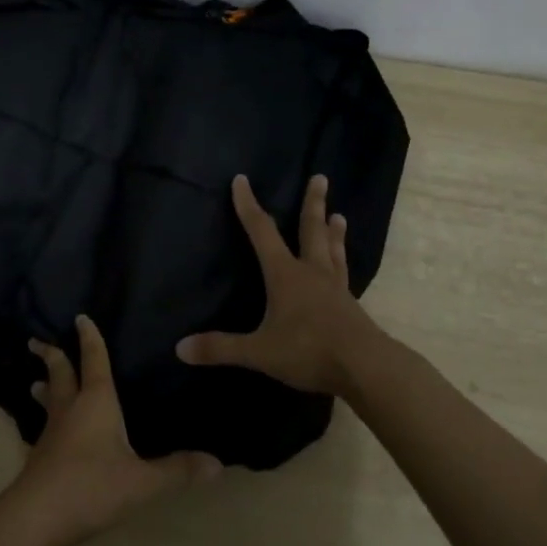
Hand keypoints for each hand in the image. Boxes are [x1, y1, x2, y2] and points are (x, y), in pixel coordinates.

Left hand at [4, 314, 220, 545]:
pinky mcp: (40, 458)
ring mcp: (51, 433)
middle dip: (51, 356)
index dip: (90, 338)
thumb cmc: (91, 486)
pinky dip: (47, 421)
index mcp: (95, 402)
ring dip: (44, 388)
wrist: (37, 517)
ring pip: (48, 401)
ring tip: (36, 383)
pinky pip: (45, 428)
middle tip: (35, 342)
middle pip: (59, 374)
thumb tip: (218, 463)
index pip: (94, 360)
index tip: (80, 317)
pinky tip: (48, 434)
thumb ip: (177, 471)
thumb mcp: (141, 481)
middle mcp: (70, 409)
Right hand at [176, 173, 376, 395]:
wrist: (366, 368)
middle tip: (321, 177)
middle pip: (311, 230)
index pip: (261, 232)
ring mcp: (335, 288)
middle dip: (312, 203)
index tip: (242, 180)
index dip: (248, 206)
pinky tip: (344, 267)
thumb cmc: (309, 350)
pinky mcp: (352, 307)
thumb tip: (180, 347)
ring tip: (339, 215)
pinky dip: (342, 263)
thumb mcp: (260, 351)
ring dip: (333, 232)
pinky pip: (344, 275)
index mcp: (285, 274)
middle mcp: (311, 272)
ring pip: (333, 250)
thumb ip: (221, 348)